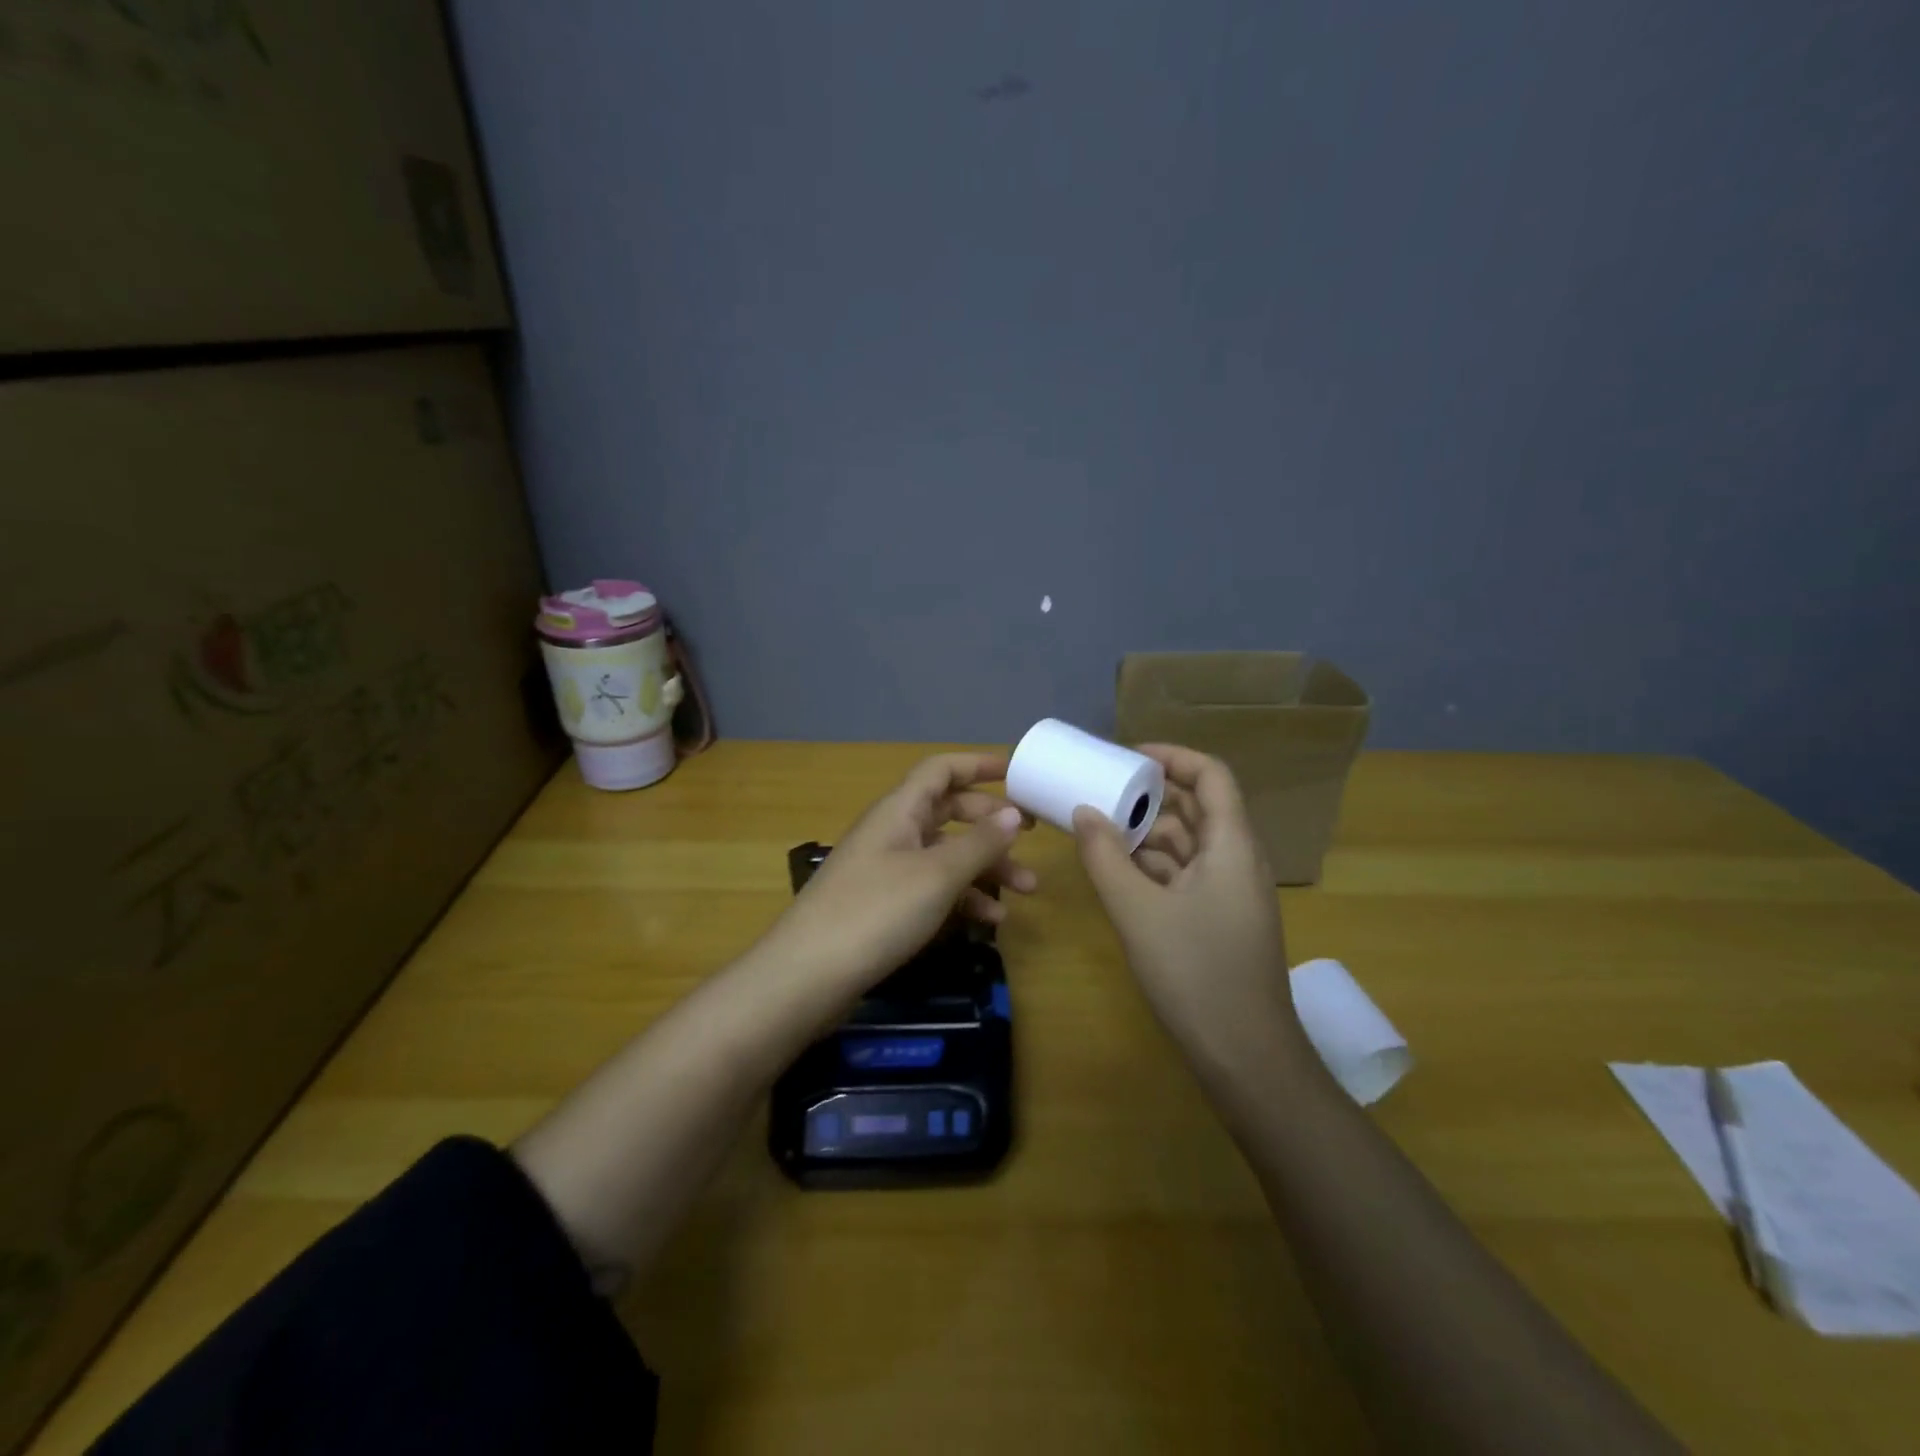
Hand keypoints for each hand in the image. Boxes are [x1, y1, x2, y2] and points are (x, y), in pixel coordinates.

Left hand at [770, 752, 1035, 990]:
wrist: (807, 975)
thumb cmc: (876, 912)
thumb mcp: (937, 875)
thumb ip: (979, 843)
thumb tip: (1012, 813)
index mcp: (899, 810)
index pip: (941, 770)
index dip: (979, 765)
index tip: (1018, 774)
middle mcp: (892, 831)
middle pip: (948, 811)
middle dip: (990, 824)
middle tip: (1030, 836)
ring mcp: (886, 869)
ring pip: (945, 854)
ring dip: (985, 867)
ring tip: (1026, 890)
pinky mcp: (884, 905)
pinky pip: (932, 888)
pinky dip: (962, 897)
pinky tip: (990, 920)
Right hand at [1073, 745, 1308, 1069]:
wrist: (1246, 1057)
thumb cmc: (1196, 973)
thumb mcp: (1138, 911)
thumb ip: (1105, 857)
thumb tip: (1082, 812)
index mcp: (1232, 846)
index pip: (1212, 776)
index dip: (1172, 757)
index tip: (1127, 757)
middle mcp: (1237, 861)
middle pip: (1197, 809)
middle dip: (1150, 796)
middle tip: (1101, 792)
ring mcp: (1229, 894)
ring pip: (1188, 845)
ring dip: (1147, 834)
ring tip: (1099, 830)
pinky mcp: (1218, 922)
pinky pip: (1184, 876)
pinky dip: (1152, 868)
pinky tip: (1117, 874)